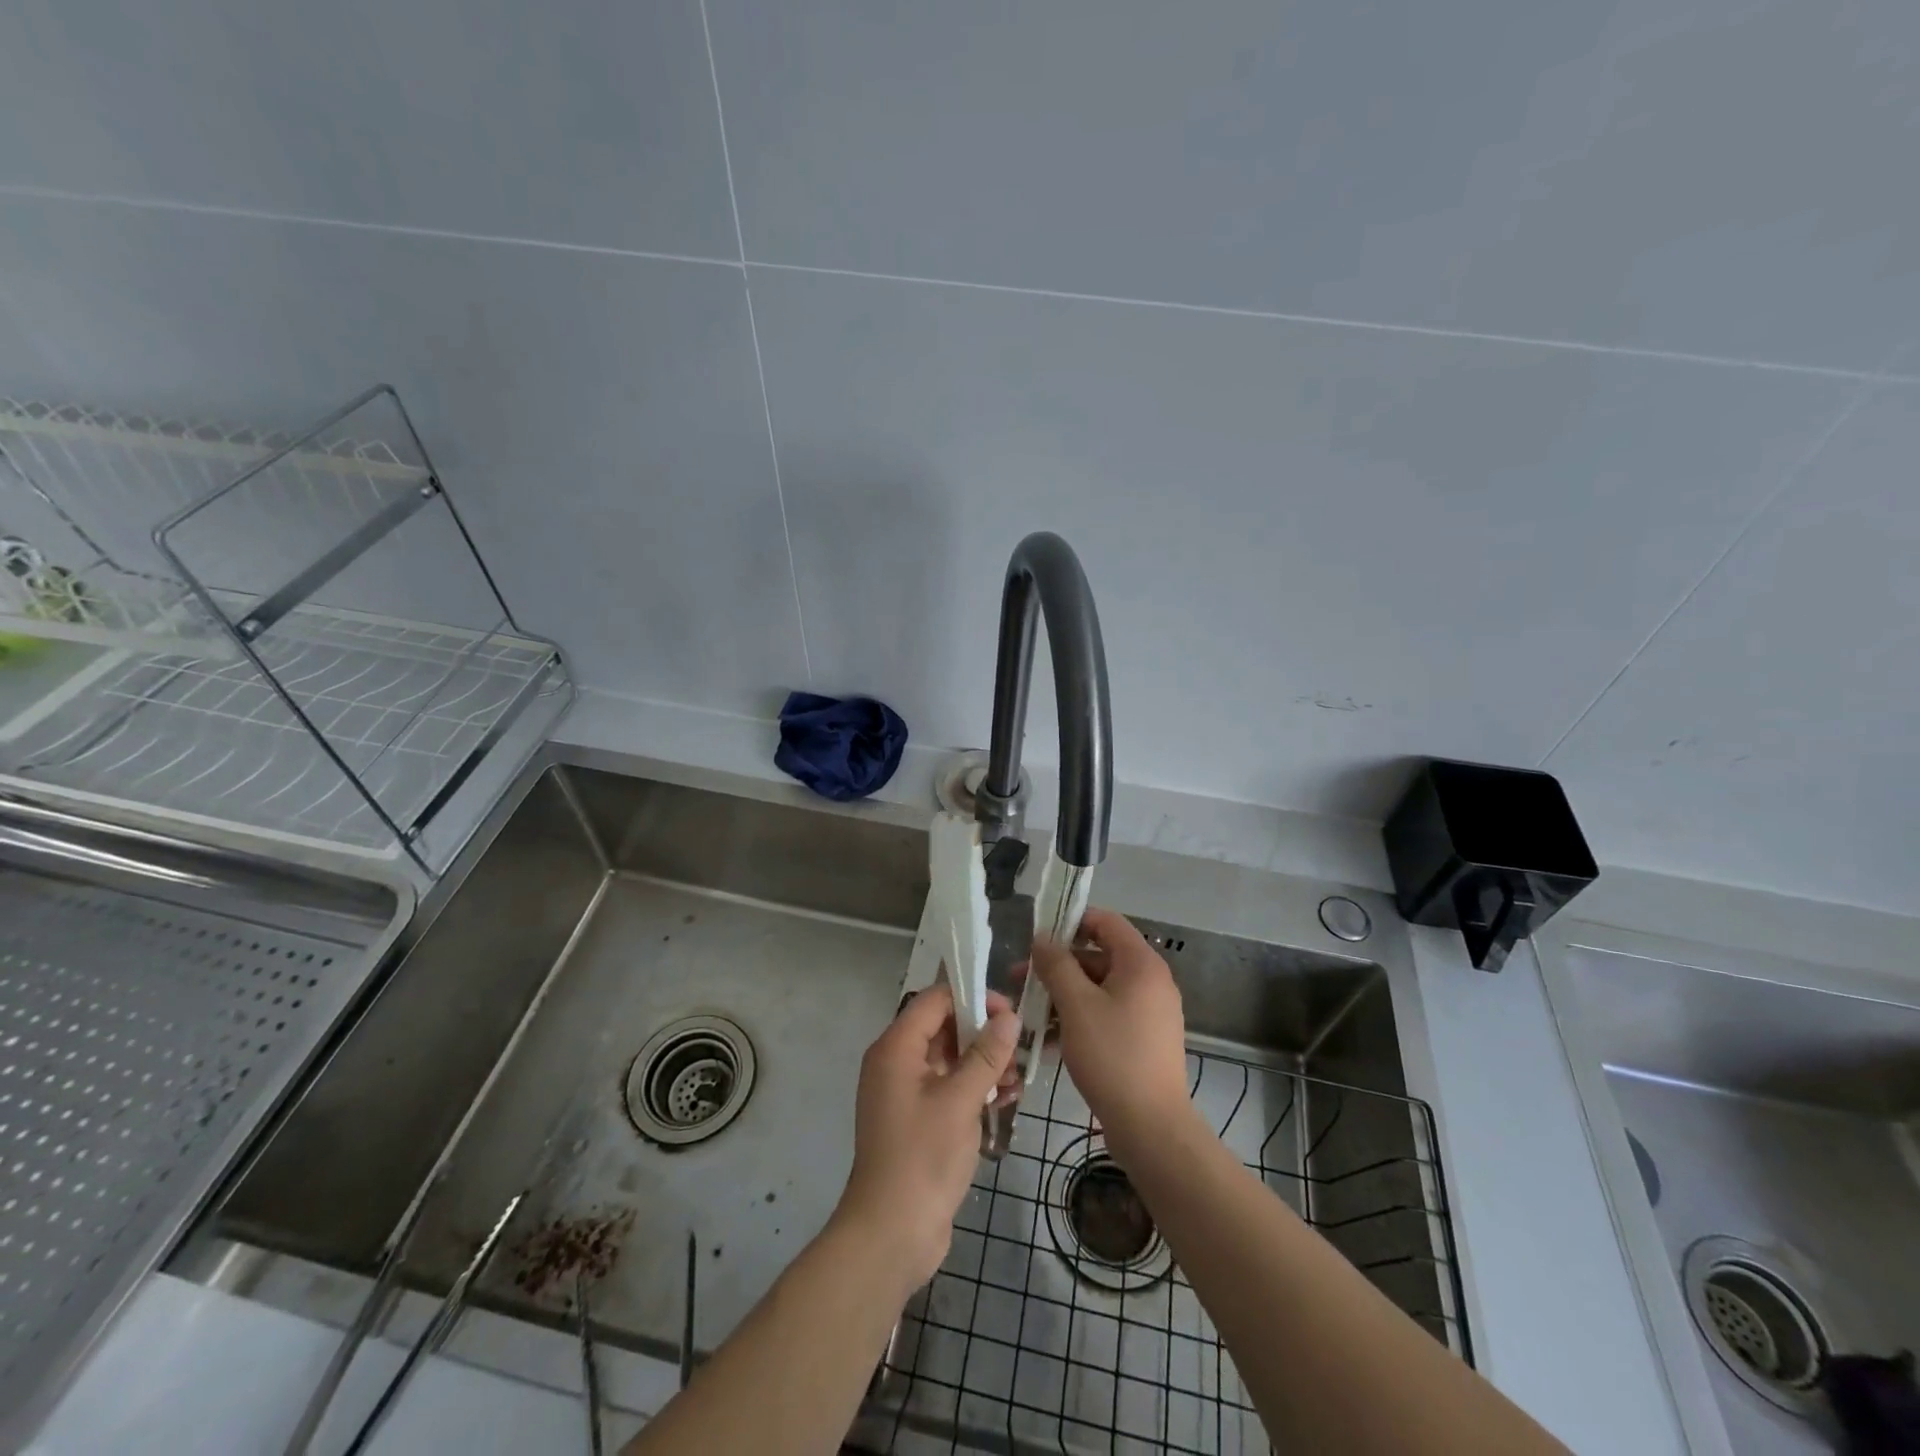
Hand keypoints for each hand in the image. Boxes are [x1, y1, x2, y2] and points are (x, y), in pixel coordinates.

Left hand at [834, 982, 1018, 1290]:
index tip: (1008, 1012)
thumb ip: (986, 1055)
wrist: (891, 1234)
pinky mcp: (916, 1119)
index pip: (934, 1000)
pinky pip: (947, 1087)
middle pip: (942, 1027)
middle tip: (1019, 1047)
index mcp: (895, 1048)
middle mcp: (896, 1062)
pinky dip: (973, 1088)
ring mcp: (904, 1093)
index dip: (972, 997)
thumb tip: (1009, 1016)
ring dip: (982, 1063)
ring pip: (949, 1059)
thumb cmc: (923, 1158)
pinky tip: (1004, 1100)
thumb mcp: (960, 1101)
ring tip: (1016, 1079)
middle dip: (982, 1033)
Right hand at [1030, 907, 1194, 1164]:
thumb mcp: (1076, 1005)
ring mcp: (1148, 1012)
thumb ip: (1057, 965)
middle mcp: (1150, 981)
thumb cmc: (1113, 1055)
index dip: (1070, 922)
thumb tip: (1042, 938)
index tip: (1036, 938)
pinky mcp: (1142, 1039)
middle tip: (1019, 980)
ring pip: (1098, 989)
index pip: (1105, 922)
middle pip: (1098, 957)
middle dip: (1057, 966)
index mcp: (1141, 964)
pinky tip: (1045, 1040)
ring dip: (1062, 996)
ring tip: (1026, 1013)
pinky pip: (1106, 1014)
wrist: (1151, 1127)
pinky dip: (1078, 1019)